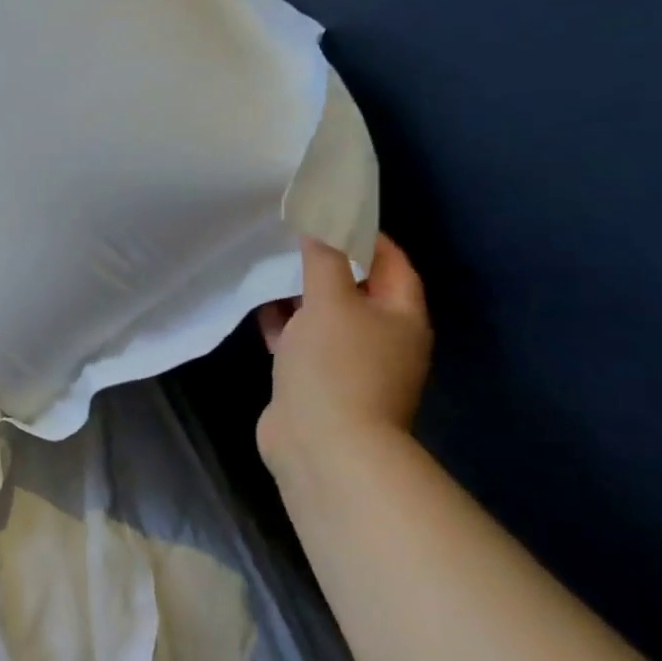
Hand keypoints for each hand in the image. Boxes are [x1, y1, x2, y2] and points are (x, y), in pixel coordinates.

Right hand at [255, 234, 432, 489]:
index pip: (390, 261)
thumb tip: (321, 224)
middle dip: (325, 263)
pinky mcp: (319, 382)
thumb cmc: (336, 365)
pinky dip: (285, 325)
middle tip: (291, 236)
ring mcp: (350, 363)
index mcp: (401, 315)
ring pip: (325, 316)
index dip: (363, 234)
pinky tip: (260, 309)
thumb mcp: (330, 301)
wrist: (323, 447)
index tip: (327, 213)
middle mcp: (382, 338)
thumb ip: (324, 259)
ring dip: (301, 295)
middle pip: (357, 288)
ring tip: (269, 266)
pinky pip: (303, 342)